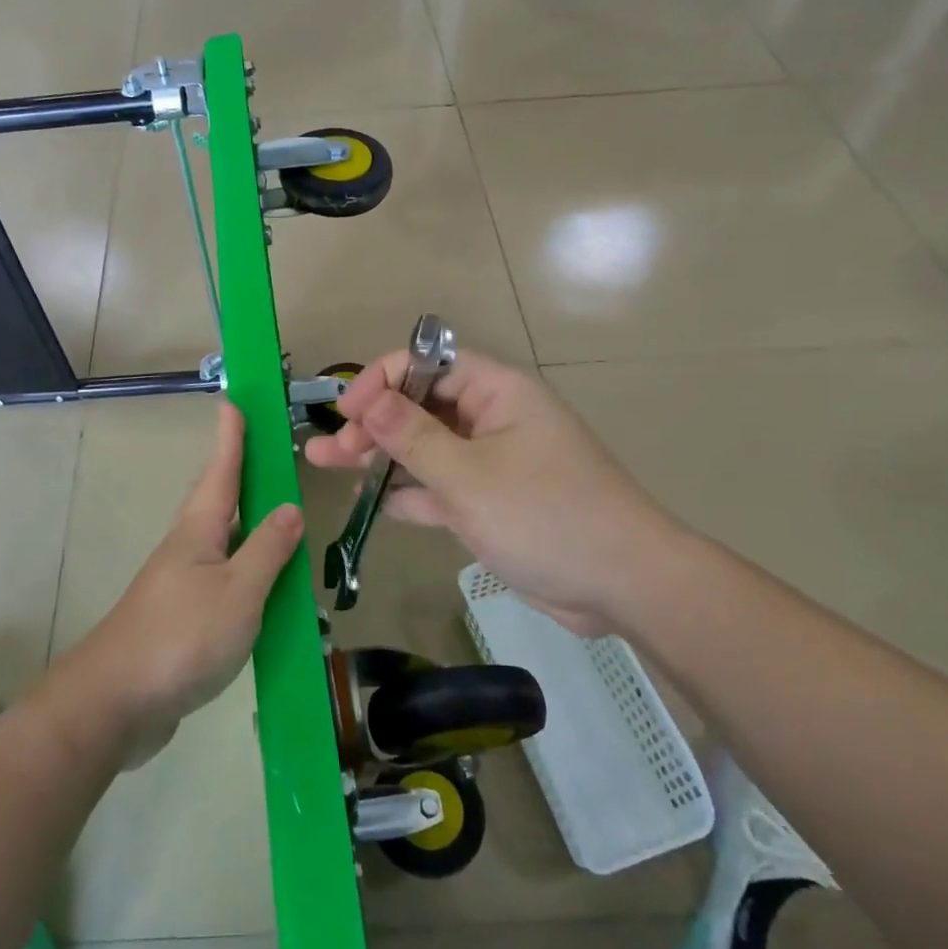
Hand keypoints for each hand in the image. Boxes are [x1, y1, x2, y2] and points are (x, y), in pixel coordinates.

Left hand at [64, 401, 302, 766]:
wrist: (116, 703)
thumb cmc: (180, 638)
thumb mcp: (238, 592)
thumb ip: (267, 550)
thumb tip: (290, 507)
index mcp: (199, 531)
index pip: (221, 470)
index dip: (231, 436)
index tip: (234, 400)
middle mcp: (187, 548)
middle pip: (217, 500)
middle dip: (238, 473)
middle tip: (261, 451)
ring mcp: (181, 584)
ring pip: (222, 542)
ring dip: (247, 525)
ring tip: (275, 516)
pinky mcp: (182, 618)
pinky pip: (224, 582)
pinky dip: (248, 573)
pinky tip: (265, 590)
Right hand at [304, 350, 690, 636]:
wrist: (621, 583)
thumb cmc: (545, 515)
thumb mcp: (469, 476)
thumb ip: (412, 437)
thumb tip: (367, 399)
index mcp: (497, 393)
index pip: (428, 364)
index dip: (382, 380)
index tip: (347, 412)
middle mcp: (492, 419)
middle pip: (420, 407)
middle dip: (372, 424)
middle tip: (330, 450)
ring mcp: (490, 463)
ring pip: (423, 449)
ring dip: (379, 457)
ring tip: (326, 465)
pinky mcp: (489, 502)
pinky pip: (439, 486)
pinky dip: (407, 492)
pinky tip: (370, 502)